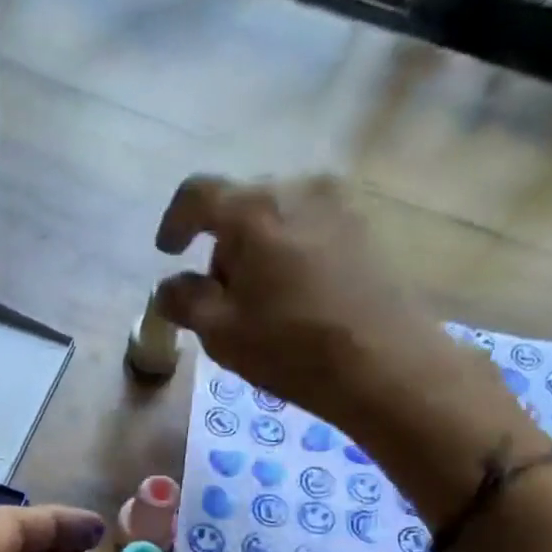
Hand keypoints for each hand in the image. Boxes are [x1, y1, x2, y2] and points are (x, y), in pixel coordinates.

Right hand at [153, 174, 532, 515]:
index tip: (167, 252)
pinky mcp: (367, 226)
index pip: (197, 195)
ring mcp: (340, 202)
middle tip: (220, 297)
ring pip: (279, 218)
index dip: (174, 222)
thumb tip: (169, 288)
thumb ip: (185, 303)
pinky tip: (297, 299)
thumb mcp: (222, 333)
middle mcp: (298, 187)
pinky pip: (311, 230)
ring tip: (263, 303)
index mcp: (254, 209)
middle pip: (242, 206)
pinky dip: (292, 256)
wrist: (384, 364)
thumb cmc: (291, 348)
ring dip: (259, 252)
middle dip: (222, 247)